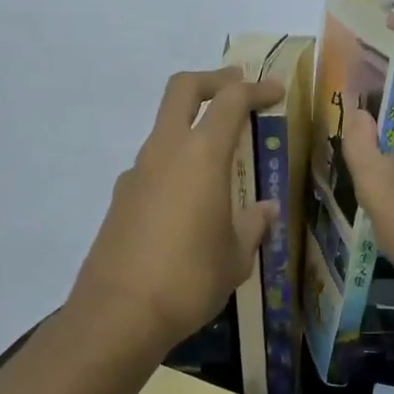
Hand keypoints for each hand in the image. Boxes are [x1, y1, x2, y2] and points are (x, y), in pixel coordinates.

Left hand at [70, 66, 283, 351]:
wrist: (119, 313)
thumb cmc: (189, 279)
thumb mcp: (235, 256)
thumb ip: (252, 226)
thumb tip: (265, 210)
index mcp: (201, 156)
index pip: (230, 102)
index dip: (255, 89)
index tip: (275, 92)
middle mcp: (164, 152)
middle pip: (182, 90)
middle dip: (213, 80)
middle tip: (237, 85)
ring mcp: (136, 173)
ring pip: (164, 128)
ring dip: (190, 125)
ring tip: (219, 154)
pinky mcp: (120, 198)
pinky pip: (152, 165)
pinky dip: (175, 163)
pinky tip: (189, 200)